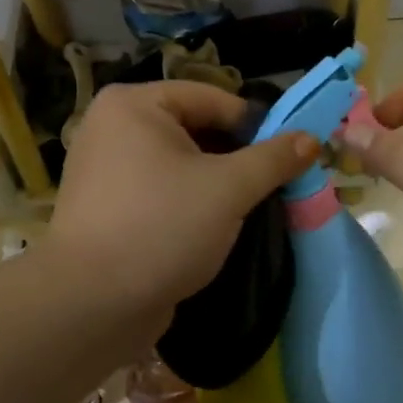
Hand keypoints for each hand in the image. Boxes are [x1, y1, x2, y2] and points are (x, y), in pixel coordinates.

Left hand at [47, 82, 316, 322]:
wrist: (92, 304)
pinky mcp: (107, 208)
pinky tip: (214, 229)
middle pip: (195, 130)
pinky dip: (190, 204)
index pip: (213, 99)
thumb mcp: (230, 189)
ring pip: (180, 165)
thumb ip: (274, 159)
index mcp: (134, 104)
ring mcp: (105, 170)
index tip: (289, 156)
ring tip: (249, 209)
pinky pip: (161, 192)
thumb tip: (310, 139)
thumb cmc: (162, 227)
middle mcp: (112, 127)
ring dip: (217, 184)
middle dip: (237, 158)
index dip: (256, 125)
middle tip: (273, 186)